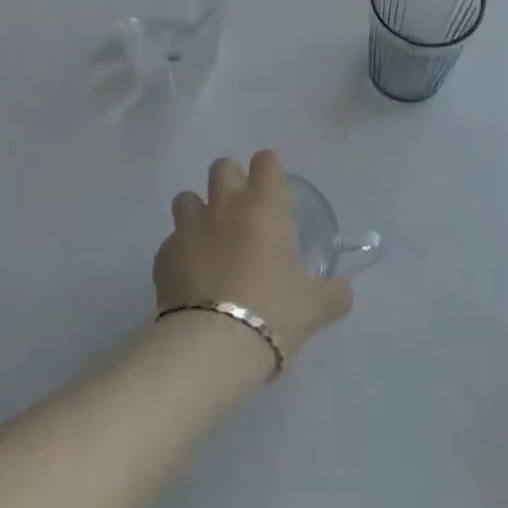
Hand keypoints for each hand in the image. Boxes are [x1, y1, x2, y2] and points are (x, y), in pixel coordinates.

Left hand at [154, 150, 353, 358]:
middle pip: (222, 167)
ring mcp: (189, 228)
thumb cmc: (273, 312)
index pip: (266, 162)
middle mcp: (225, 206)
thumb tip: (344, 289)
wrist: (212, 346)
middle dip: (230, 181)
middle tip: (242, 212)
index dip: (269, 170)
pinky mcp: (163, 257)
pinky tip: (190, 278)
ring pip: (186, 198)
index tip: (273, 189)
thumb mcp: (316, 307)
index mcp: (265, 207)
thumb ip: (334, 293)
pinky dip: (180, 253)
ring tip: (209, 240)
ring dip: (198, 211)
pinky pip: (171, 242)